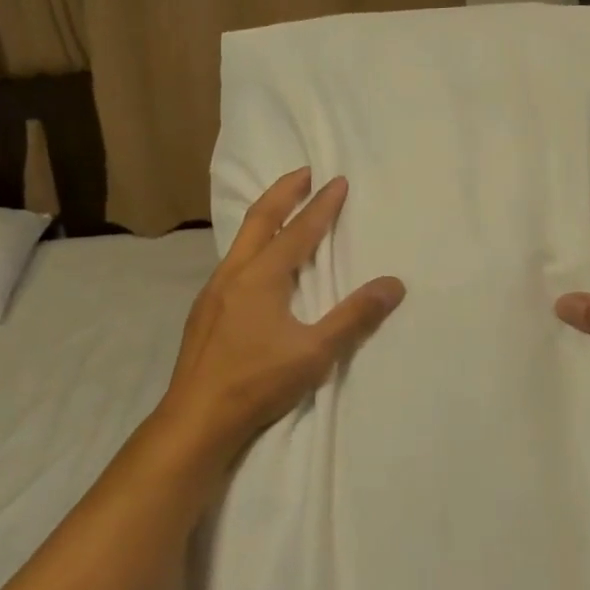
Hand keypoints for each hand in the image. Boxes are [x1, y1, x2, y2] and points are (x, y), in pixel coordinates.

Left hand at [158, 170, 403, 464]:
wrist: (196, 418)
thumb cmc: (257, 383)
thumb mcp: (315, 353)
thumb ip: (354, 317)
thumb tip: (393, 284)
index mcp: (261, 277)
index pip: (299, 231)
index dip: (321, 205)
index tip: (337, 181)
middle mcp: (234, 273)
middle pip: (260, 219)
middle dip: (284, 192)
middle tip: (304, 172)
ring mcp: (213, 291)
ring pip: (242, 240)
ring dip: (265, 216)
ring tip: (283, 208)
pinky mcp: (205, 310)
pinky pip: (233, 261)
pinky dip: (252, 245)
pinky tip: (257, 264)